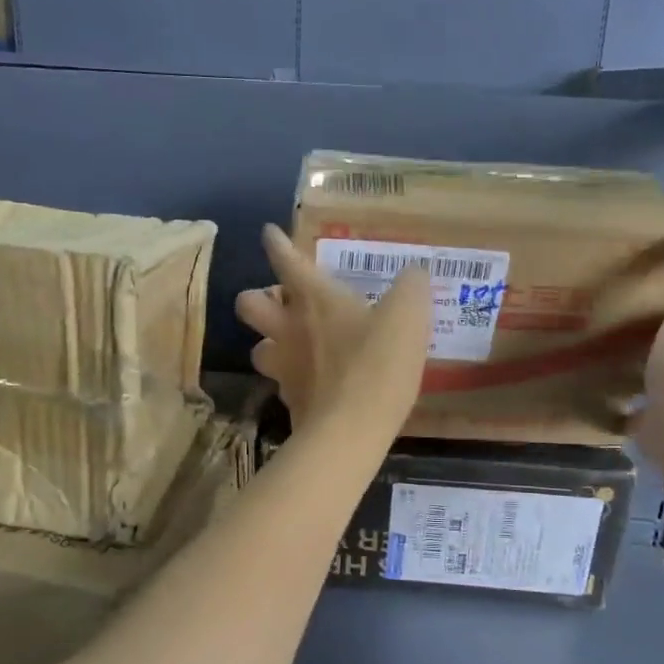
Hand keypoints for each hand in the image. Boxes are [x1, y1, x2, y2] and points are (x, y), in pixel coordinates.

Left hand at [236, 225, 431, 434]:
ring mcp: (283, 369)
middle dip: (256, 298)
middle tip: (280, 302)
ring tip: (293, 348)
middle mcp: (288, 329)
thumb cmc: (377, 363)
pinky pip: (282, 386)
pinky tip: (315, 385)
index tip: (269, 234)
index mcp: (314, 298)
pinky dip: (294, 382)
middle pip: (248, 304)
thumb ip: (412, 287)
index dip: (276, 243)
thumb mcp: (409, 315)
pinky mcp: (290, 403)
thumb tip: (415, 273)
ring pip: (258, 349)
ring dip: (271, 344)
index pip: (286, 260)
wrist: (351, 430)